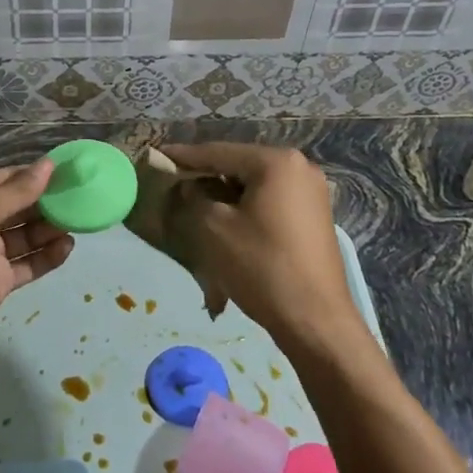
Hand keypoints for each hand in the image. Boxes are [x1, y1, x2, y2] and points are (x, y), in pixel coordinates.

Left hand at [0, 159, 74, 360]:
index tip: (70, 172)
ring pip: (27, 235)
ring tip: (80, 221)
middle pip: (19, 206)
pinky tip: (67, 247)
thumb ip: (15, 192)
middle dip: (48, 202)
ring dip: (50, 228)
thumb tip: (48, 165)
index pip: (6, 179)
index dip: (36, 175)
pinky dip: (47, 256)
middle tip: (83, 197)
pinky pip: (28, 264)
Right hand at [160, 143, 365, 352]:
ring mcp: (312, 193)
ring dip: (225, 195)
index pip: (219, 152)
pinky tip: (227, 223)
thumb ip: (195, 196)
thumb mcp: (214, 227)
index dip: (184, 156)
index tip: (158, 156)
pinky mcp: (314, 217)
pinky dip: (246, 208)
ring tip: (196, 205)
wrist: (315, 320)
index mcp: (276, 162)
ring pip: (255, 186)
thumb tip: (190, 186)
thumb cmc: (261, 266)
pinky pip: (270, 202)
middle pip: (239, 166)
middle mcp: (300, 168)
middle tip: (175, 183)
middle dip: (206, 176)